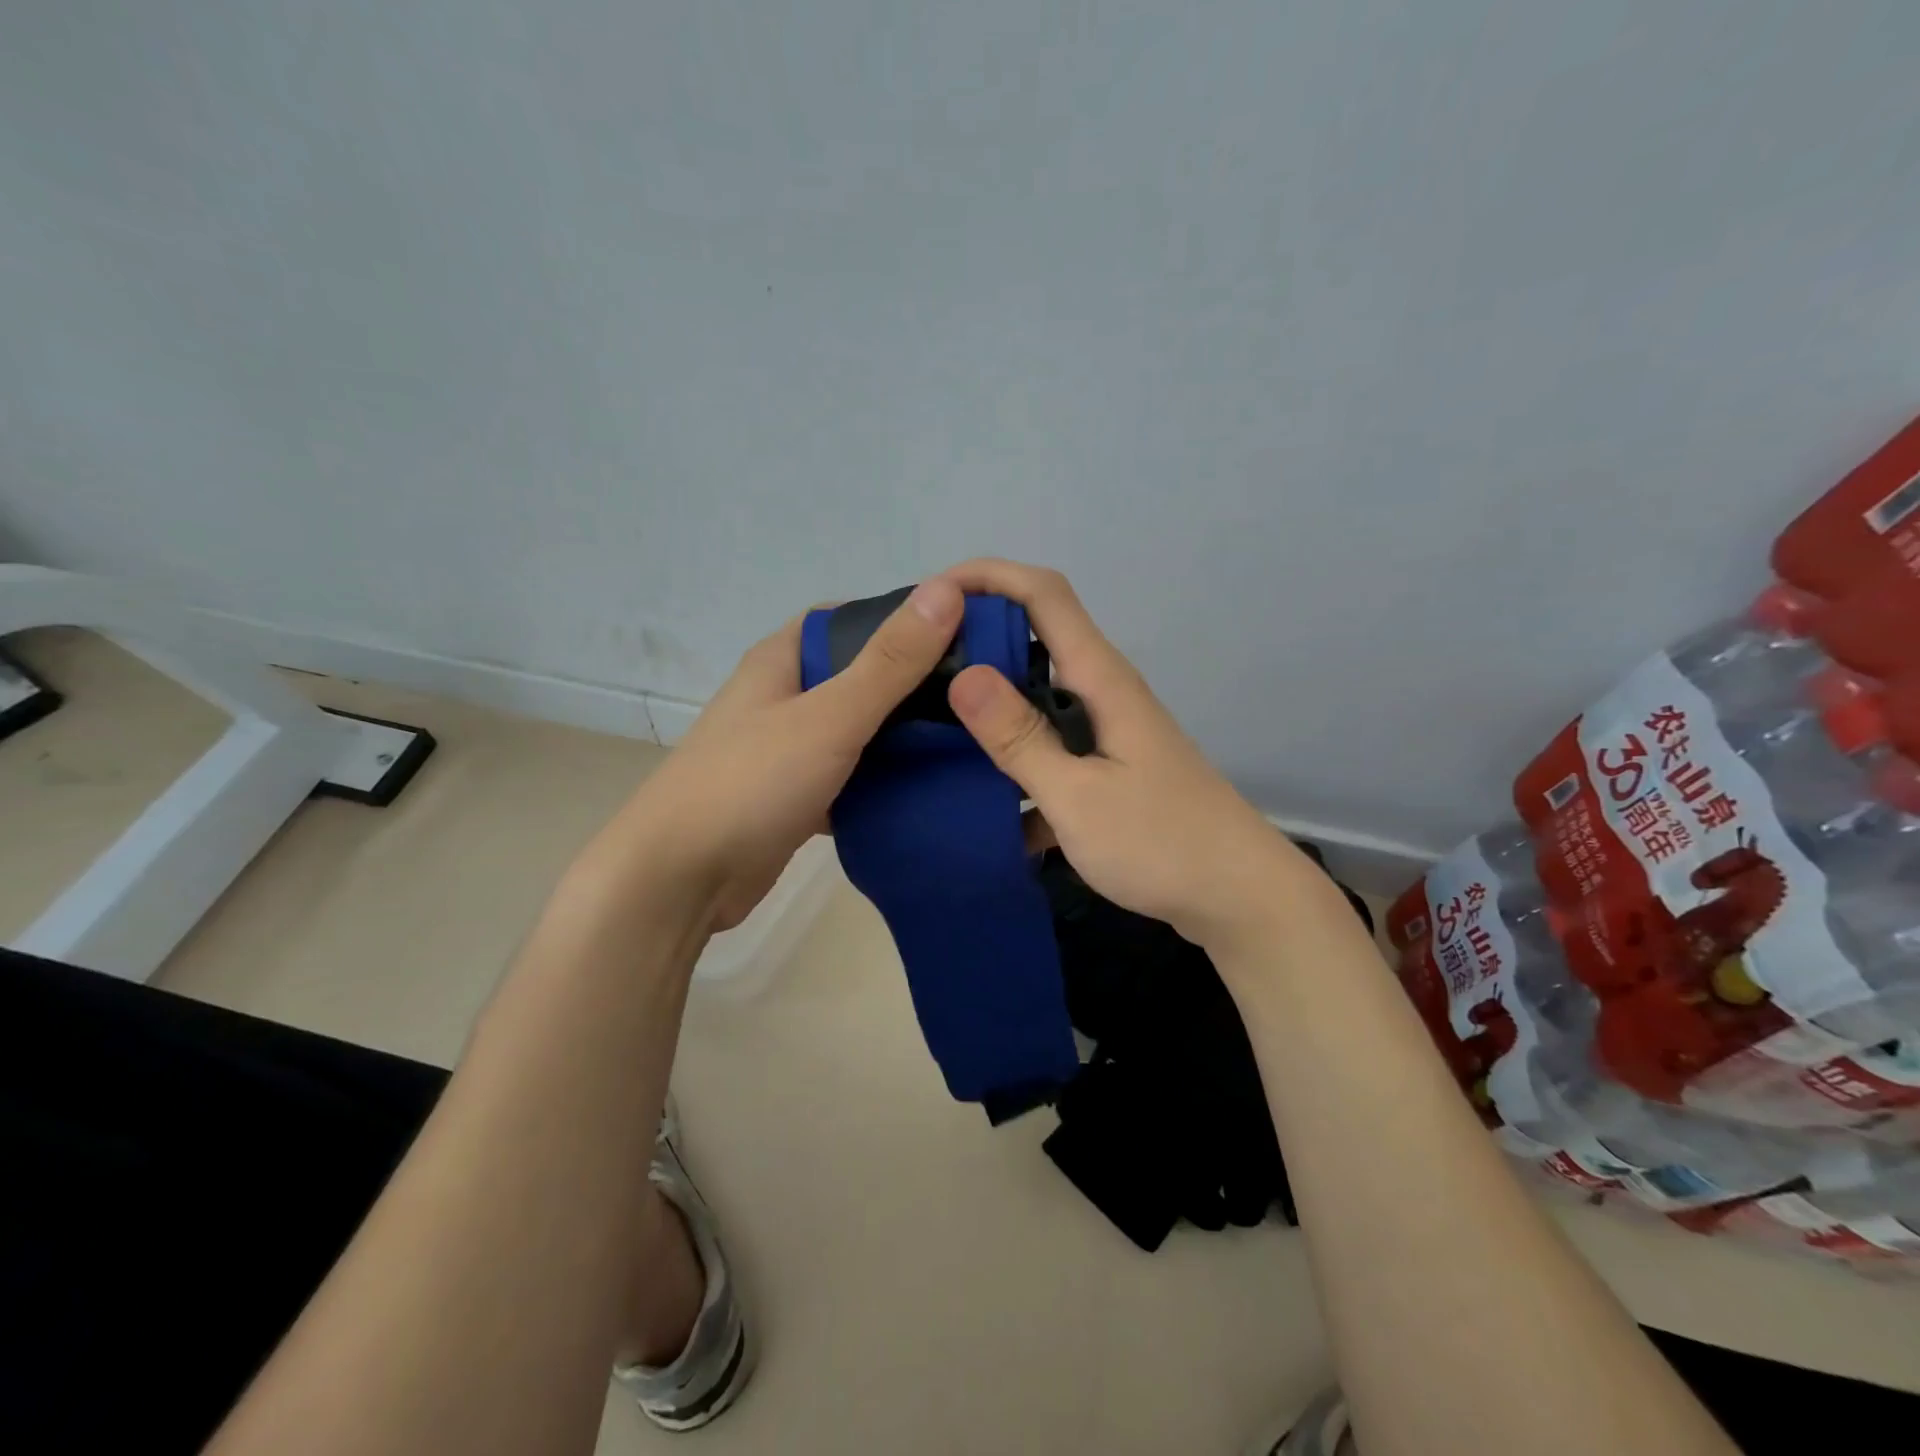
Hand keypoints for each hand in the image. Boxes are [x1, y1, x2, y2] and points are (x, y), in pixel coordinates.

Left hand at [579, 577, 965, 931]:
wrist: (681, 879)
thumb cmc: (752, 783)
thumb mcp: (829, 716)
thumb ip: (890, 661)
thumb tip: (946, 590)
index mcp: (782, 659)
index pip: (849, 618)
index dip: (902, 618)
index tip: (959, 633)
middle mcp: (783, 696)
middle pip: (858, 675)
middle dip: (912, 682)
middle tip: (975, 692)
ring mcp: (787, 748)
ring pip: (857, 729)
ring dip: (900, 734)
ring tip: (966, 737)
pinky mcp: (795, 795)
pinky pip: (850, 775)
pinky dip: (881, 780)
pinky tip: (926, 788)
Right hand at [943, 560, 1314, 950]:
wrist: (1239, 896)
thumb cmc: (1161, 843)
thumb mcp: (1077, 796)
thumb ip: (1020, 738)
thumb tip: (964, 675)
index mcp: (1099, 679)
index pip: (1043, 594)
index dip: (988, 576)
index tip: (931, 596)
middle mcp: (1102, 692)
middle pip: (1036, 638)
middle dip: (977, 640)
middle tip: (915, 668)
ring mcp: (1106, 731)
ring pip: (1037, 697)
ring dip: (990, 705)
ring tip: (931, 727)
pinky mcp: (1107, 767)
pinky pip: (1049, 746)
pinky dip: (1015, 760)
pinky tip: (979, 798)